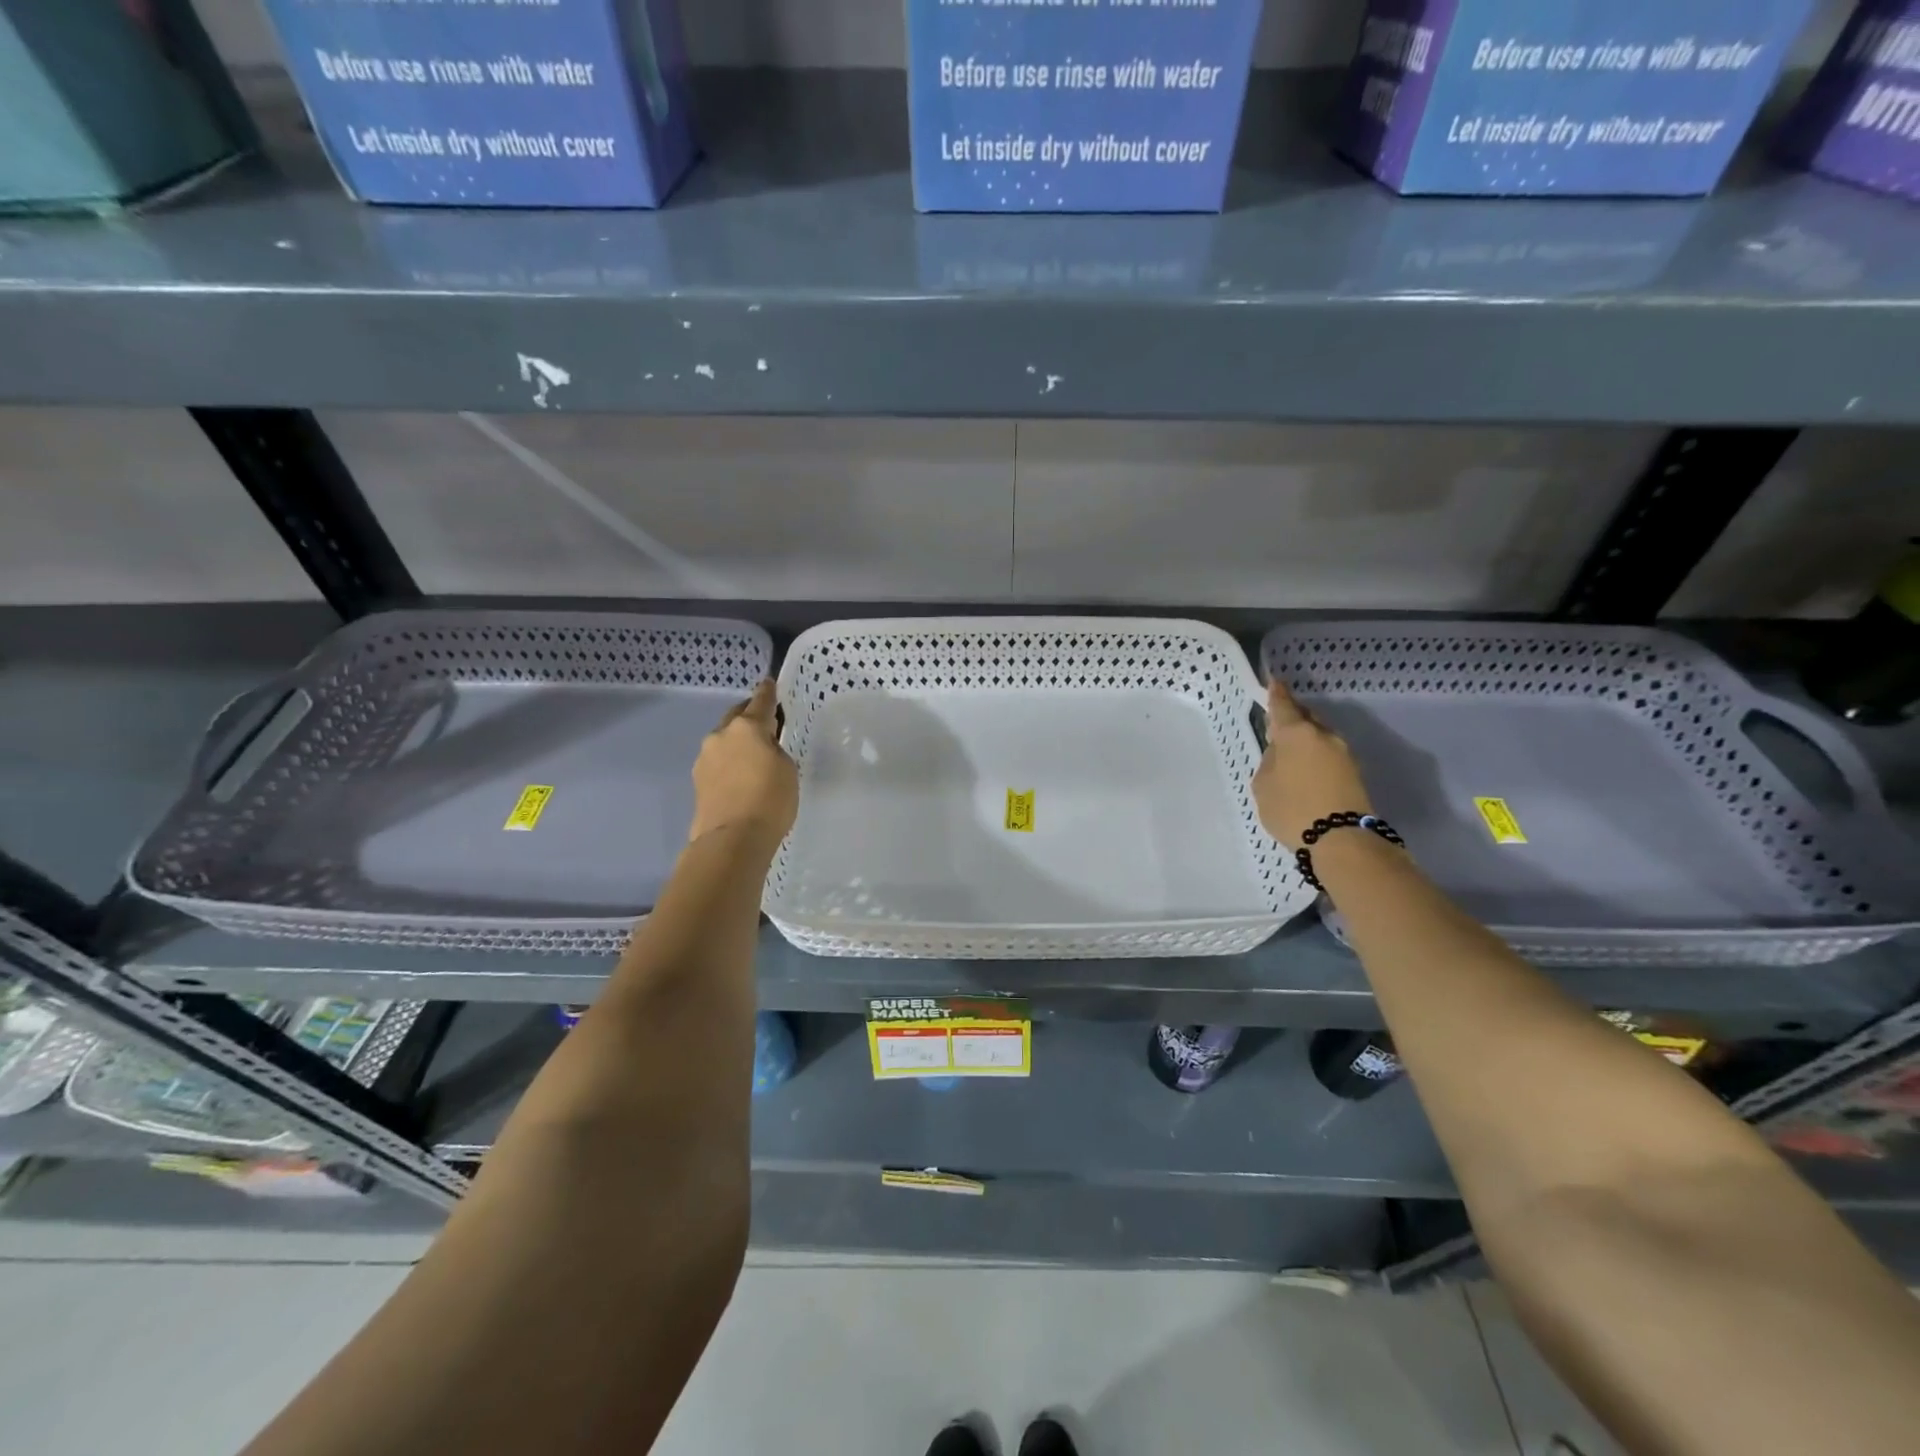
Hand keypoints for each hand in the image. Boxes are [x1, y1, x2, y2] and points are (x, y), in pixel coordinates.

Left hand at [688, 680, 798, 853]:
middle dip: (749, 716)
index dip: (768, 692)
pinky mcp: (697, 781)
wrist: (732, 840)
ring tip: (753, 757)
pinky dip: (729, 763)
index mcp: (746, 727)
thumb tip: (761, 751)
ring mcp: (704, 758)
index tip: (769, 683)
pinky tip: (740, 778)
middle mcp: (721, 735)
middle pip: (736, 717)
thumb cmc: (769, 800)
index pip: (760, 701)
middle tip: (765, 723)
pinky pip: (718, 762)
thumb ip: (775, 750)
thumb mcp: (787, 769)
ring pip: (724, 740)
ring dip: (737, 742)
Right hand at [1251, 678, 1372, 849]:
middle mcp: (1323, 736)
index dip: (1276, 694)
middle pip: (1306, 718)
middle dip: (1293, 717)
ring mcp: (1343, 753)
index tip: (1273, 682)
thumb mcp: (1264, 786)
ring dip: (1305, 739)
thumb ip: (1270, 763)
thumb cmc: (1292, 809)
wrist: (1342, 840)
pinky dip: (1315, 756)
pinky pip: (1328, 754)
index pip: (1283, 706)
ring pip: (1319, 736)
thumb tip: (1281, 755)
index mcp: (1297, 734)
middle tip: (1278, 724)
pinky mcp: (1354, 772)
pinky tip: (1306, 770)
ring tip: (1290, 753)